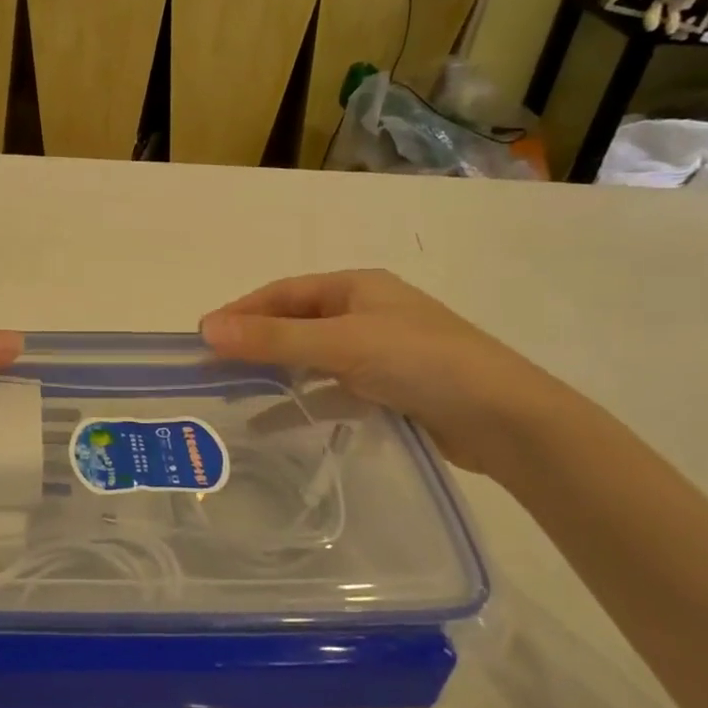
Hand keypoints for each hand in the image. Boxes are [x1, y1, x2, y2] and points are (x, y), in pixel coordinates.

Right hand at [201, 270, 569, 475]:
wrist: (505, 419)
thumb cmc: (421, 362)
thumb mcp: (341, 344)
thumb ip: (273, 339)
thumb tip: (206, 329)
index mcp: (357, 287)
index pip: (284, 293)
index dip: (241, 311)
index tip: (202, 335)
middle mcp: (366, 313)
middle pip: (296, 323)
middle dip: (254, 342)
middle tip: (211, 366)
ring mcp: (379, 352)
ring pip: (312, 357)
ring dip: (275, 372)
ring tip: (233, 392)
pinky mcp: (390, 389)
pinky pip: (332, 389)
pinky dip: (304, 400)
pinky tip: (276, 420)